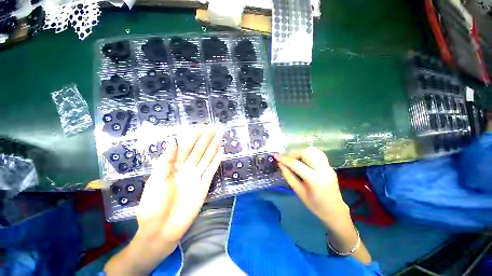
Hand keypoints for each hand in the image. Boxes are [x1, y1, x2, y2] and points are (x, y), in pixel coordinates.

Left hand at [104, 126, 222, 275]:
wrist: (162, 229)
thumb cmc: (154, 205)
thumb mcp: (156, 181)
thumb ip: (166, 161)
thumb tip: (173, 141)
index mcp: (173, 167)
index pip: (185, 148)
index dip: (192, 137)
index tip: (200, 127)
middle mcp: (186, 169)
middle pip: (198, 151)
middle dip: (205, 139)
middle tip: (213, 128)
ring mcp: (196, 176)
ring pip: (206, 158)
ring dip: (212, 147)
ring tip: (219, 137)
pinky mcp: (204, 185)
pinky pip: (211, 171)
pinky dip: (216, 162)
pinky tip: (220, 153)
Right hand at [276, 147, 372, 263]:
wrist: (335, 210)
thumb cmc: (315, 205)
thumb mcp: (298, 192)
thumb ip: (288, 176)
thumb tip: (280, 164)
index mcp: (315, 180)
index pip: (296, 164)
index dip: (284, 159)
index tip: (275, 156)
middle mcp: (323, 169)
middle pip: (306, 152)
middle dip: (293, 153)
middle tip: (285, 159)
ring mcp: (328, 166)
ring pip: (312, 150)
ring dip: (300, 152)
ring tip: (293, 159)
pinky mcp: (329, 165)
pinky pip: (317, 153)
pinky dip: (307, 153)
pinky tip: (302, 160)